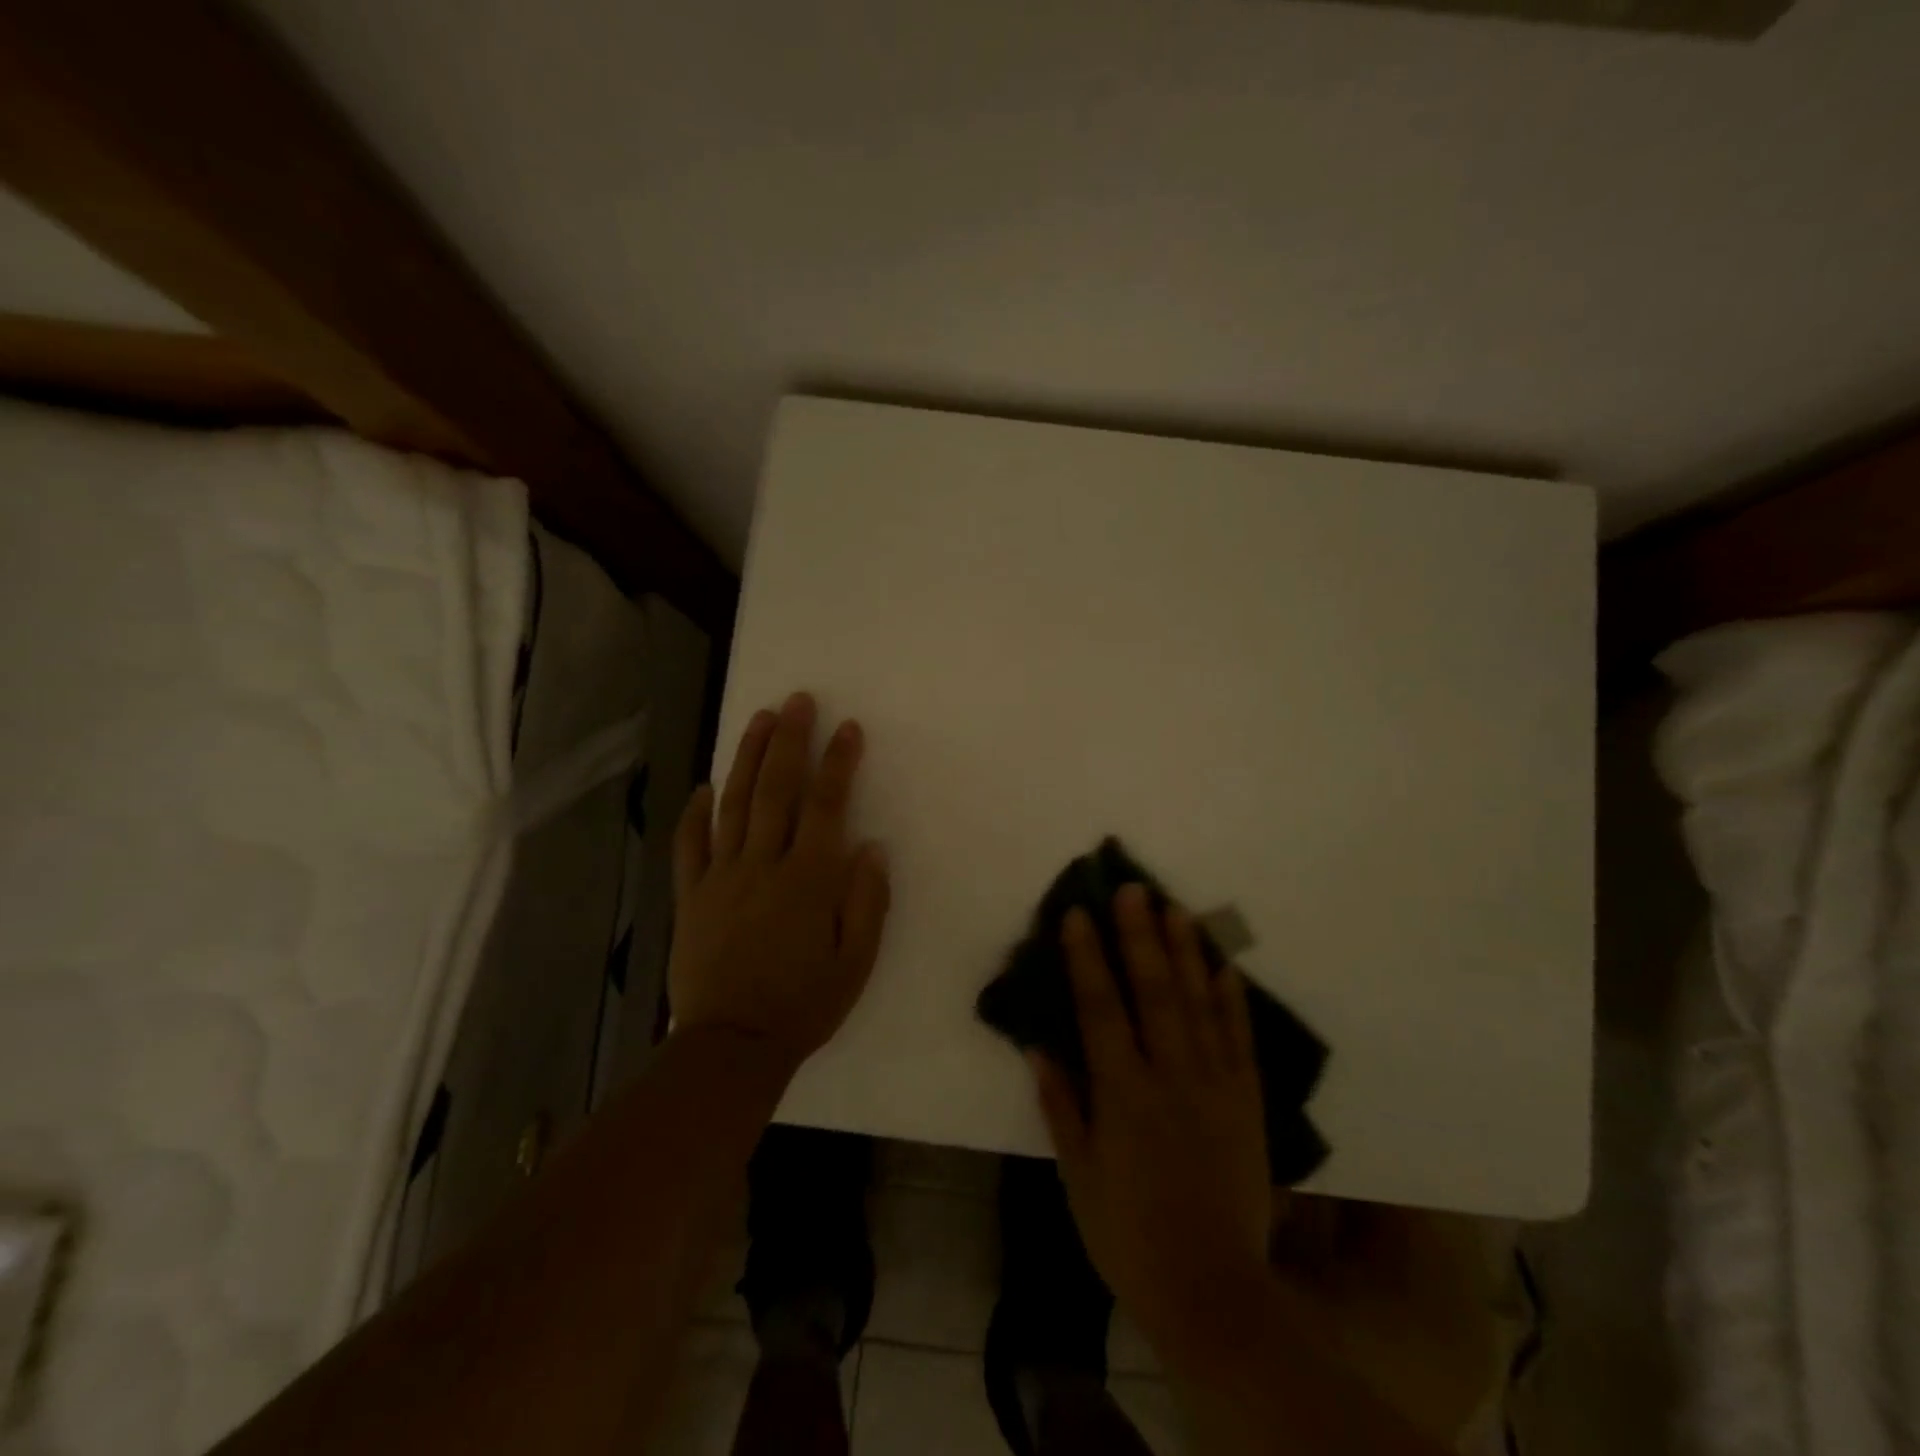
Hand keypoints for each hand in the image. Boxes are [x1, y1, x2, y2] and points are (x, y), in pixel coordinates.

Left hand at [668, 691, 890, 1074]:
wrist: (732, 1046)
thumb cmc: (804, 1005)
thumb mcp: (857, 962)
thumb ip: (867, 901)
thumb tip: (870, 847)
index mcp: (808, 880)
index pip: (827, 806)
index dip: (838, 763)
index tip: (848, 728)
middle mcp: (763, 866)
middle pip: (776, 790)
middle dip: (789, 741)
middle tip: (798, 701)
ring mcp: (721, 878)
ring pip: (733, 805)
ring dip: (746, 758)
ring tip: (758, 719)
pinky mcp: (691, 897)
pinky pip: (690, 847)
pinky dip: (695, 814)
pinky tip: (702, 786)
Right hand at [1031, 886, 1275, 1370]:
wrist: (1214, 1291)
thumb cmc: (1129, 1234)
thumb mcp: (1078, 1176)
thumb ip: (1061, 1106)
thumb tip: (1038, 1045)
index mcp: (1124, 1094)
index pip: (1100, 1009)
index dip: (1087, 958)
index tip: (1077, 913)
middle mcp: (1171, 1077)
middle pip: (1153, 991)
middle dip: (1139, 935)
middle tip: (1133, 888)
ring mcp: (1215, 1085)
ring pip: (1199, 1003)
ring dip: (1186, 952)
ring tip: (1175, 907)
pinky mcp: (1247, 1101)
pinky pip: (1240, 1039)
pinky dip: (1232, 999)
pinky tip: (1224, 965)